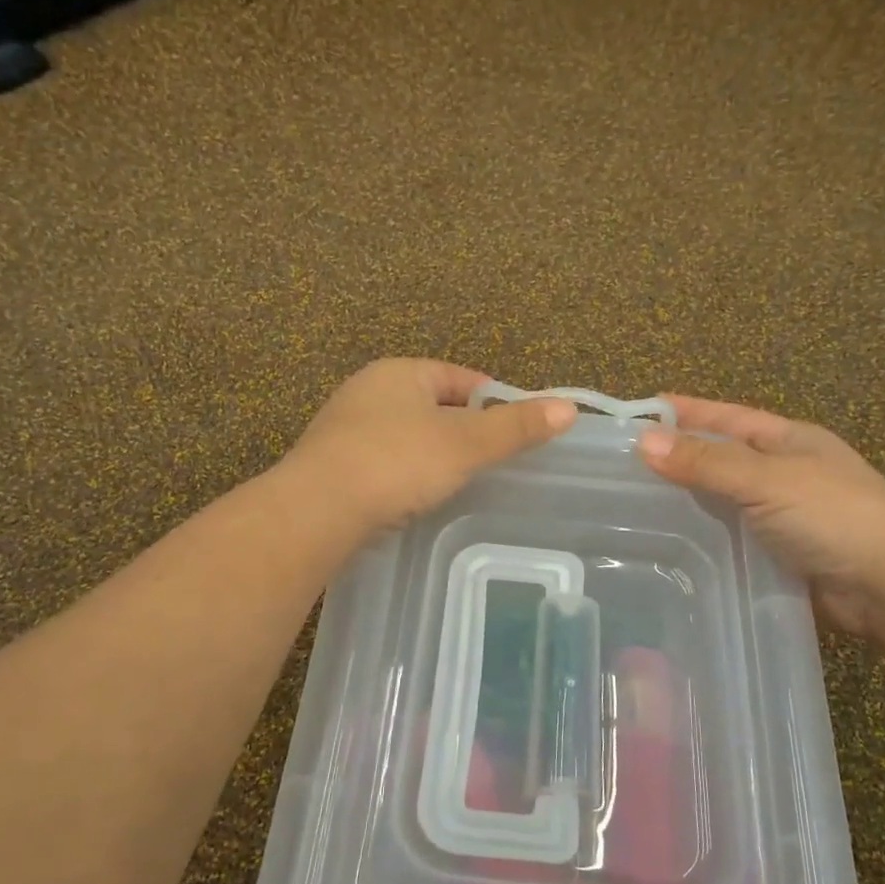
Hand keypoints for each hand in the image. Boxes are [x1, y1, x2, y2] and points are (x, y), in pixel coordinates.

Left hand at [287, 360, 577, 532]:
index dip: (492, 399)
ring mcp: (343, 430)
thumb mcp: (465, 444)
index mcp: (399, 373)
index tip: (516, 429)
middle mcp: (367, 391)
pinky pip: (381, 464)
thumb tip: (568, 407)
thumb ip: (515, 427)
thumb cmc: (397, 462)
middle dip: (461, 429)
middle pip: (430, 405)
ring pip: (404, 436)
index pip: (458, 377)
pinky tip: (414, 499)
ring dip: (431, 454)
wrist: (317, 510)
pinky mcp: (330, 467)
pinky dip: (403, 476)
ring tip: (458, 483)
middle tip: (491, 461)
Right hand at [637, 397, 884, 637]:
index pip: (726, 417)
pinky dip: (704, 538)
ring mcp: (784, 516)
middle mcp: (785, 473)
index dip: (685, 411)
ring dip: (688, 501)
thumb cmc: (834, 516)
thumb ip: (706, 462)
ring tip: (633, 505)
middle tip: (622, 464)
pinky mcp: (780, 555)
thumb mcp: (766, 479)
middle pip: (721, 458)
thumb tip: (643, 440)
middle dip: (678, 457)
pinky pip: (732, 538)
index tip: (638, 411)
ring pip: (724, 501)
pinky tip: (670, 544)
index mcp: (789, 441)